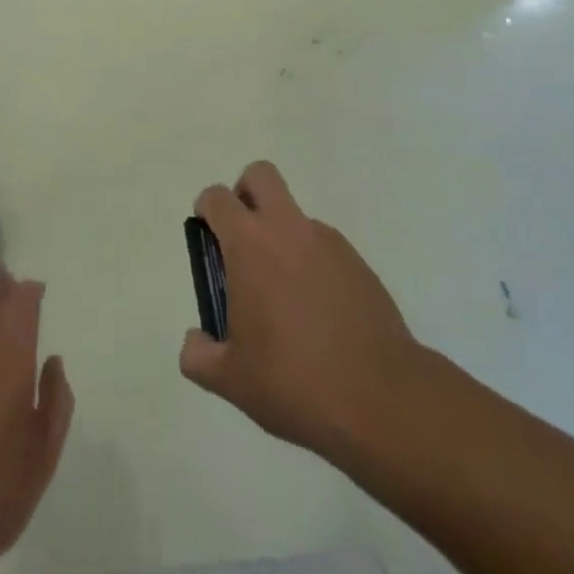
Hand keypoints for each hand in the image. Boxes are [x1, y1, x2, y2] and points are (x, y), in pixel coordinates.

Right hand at [178, 162, 421, 461]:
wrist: (378, 397)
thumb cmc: (293, 380)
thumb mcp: (231, 380)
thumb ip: (199, 356)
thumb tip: (194, 342)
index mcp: (250, 245)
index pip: (218, 198)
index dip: (207, 210)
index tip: (207, 239)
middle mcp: (288, 229)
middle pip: (261, 176)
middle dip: (245, 193)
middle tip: (241, 240)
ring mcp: (328, 242)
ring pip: (295, 215)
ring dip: (281, 236)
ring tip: (283, 298)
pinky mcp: (358, 262)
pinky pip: (324, 247)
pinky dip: (311, 263)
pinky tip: (316, 313)